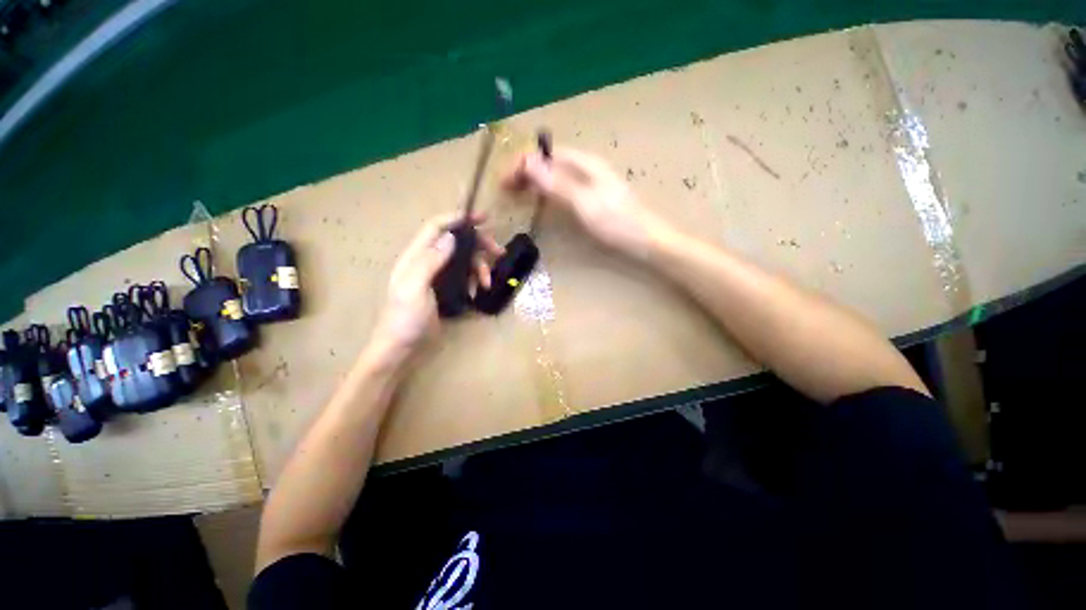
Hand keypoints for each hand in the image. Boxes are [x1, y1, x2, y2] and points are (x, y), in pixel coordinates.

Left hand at [369, 213, 503, 360]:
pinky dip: (475, 280)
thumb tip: (450, 237)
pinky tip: (478, 291)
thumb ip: (429, 261)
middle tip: (499, 252)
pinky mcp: (445, 288)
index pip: (436, 227)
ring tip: (488, 283)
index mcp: (416, 256)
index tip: (482, 218)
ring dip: (479, 267)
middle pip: (456, 242)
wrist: (401, 345)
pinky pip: (465, 276)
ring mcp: (437, 275)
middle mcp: (427, 261)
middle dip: (479, 244)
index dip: (457, 218)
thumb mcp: (414, 289)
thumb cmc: (404, 318)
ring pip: (464, 260)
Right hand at [504, 146, 670, 257]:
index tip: (504, 181)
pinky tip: (542, 200)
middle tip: (506, 189)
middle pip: (550, 162)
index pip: (546, 154)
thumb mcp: (584, 204)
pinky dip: (547, 191)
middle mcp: (586, 168)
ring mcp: (590, 183)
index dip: (523, 163)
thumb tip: (528, 162)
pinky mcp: (592, 197)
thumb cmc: (617, 223)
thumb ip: (557, 184)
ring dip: (534, 181)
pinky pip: (563, 187)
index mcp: (584, 163)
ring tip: (517, 193)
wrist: (646, 241)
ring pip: (555, 175)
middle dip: (526, 171)